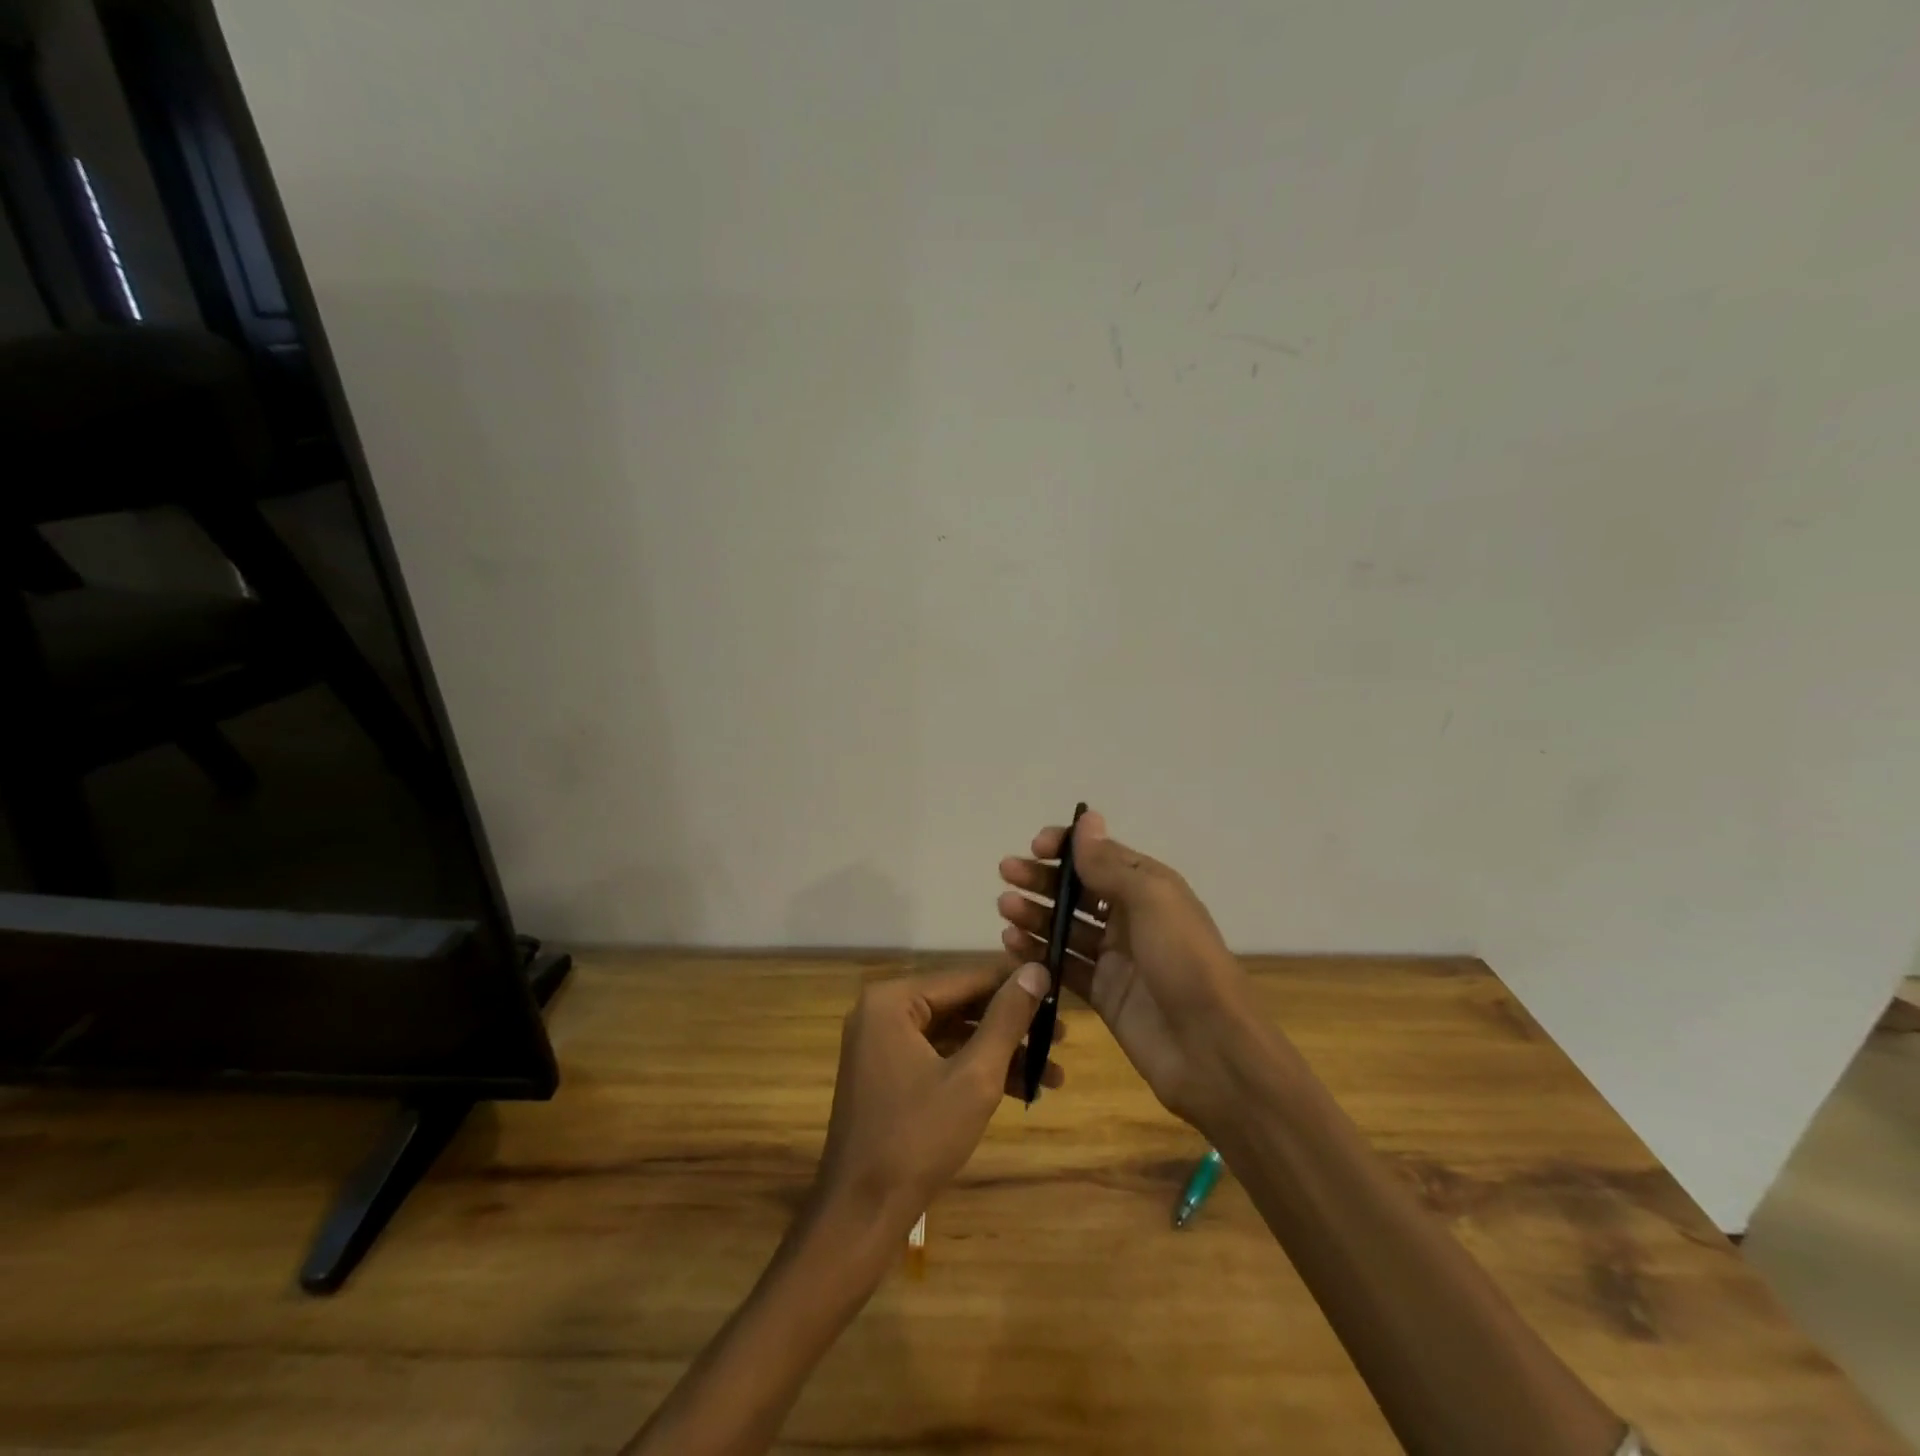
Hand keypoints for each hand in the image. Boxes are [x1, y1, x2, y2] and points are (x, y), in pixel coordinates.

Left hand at [813, 962, 1058, 1239]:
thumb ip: (1006, 1019)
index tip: (1058, 990)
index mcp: (892, 1000)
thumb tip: (1036, 969)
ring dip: (1000, 1052)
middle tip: (1061, 1035)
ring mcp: (882, 1044)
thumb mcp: (974, 1076)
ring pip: (954, 1034)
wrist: (861, 1214)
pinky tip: (1021, 1088)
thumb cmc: (918, 1138)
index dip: (1015, 985)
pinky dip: (976, 1070)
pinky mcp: (889, 1075)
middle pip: (961, 1005)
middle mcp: (883, 1012)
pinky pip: (940, 1057)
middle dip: (1012, 1025)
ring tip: (1053, 1071)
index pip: (966, 978)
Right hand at [998, 809, 1257, 1128]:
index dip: (1067, 847)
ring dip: (1035, 913)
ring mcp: (1116, 958)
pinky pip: (1064, 966)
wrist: (1211, 1048)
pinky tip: (1012, 943)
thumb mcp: (1151, 899)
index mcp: (1149, 888)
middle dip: (1042, 879)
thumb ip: (1110, 864)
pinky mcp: (1103, 994)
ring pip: (1066, 927)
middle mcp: (1131, 918)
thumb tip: (1086, 819)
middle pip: (1078, 890)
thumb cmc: (1184, 960)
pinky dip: (1038, 952)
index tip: (1035, 846)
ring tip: (1005, 908)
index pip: (1101, 856)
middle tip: (1006, 873)